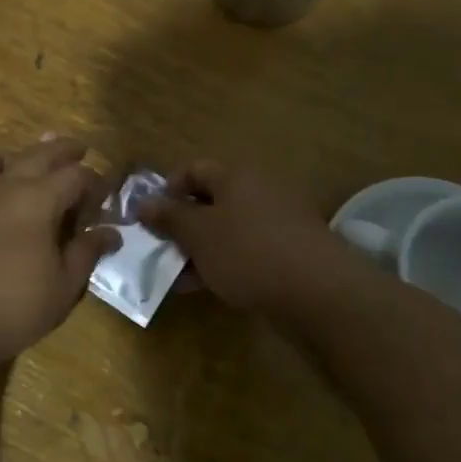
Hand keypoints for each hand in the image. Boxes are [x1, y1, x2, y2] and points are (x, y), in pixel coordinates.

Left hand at [0, 136, 119, 365]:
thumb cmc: (14, 306)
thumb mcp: (63, 285)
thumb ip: (86, 252)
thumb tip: (110, 232)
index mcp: (40, 200)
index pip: (76, 176)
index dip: (96, 183)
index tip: (106, 199)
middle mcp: (10, 188)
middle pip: (42, 156)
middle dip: (64, 151)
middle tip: (81, 148)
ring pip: (10, 162)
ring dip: (32, 153)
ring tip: (45, 143)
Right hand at [139, 159, 345, 313]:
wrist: (318, 291)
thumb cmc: (247, 252)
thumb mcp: (197, 234)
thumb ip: (168, 217)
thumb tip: (142, 202)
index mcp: (236, 175)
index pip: (193, 169)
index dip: (167, 190)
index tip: (151, 219)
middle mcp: (259, 189)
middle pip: (211, 200)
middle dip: (182, 225)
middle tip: (162, 249)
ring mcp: (278, 220)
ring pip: (228, 228)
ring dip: (201, 248)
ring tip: (180, 275)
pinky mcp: (289, 249)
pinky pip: (247, 248)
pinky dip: (225, 262)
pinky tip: (208, 286)